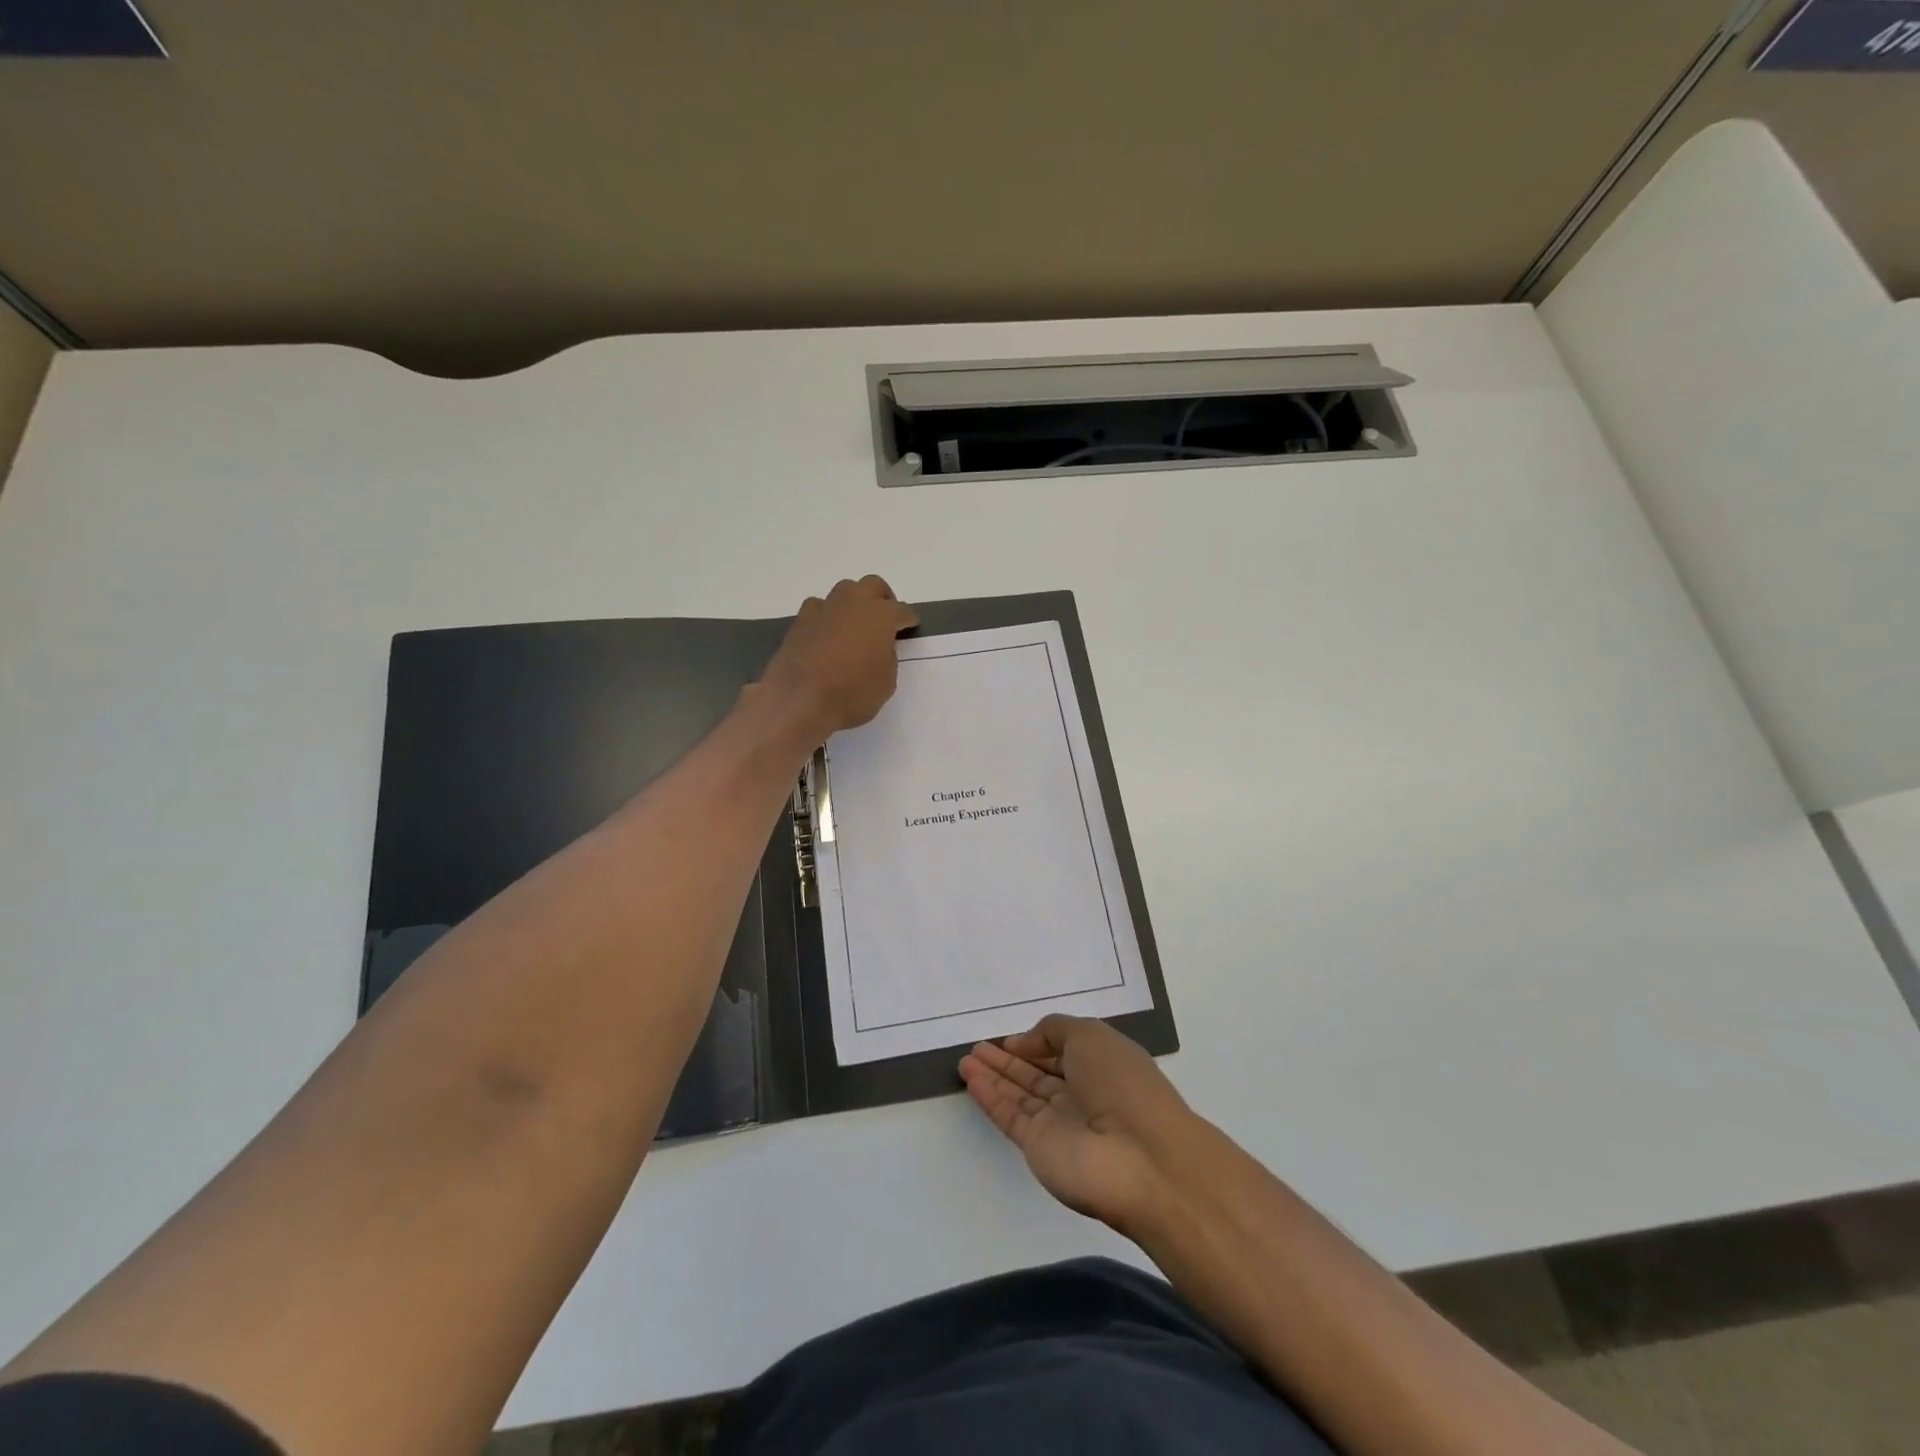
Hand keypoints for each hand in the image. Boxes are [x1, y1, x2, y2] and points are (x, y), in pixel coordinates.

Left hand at [759, 576, 918, 735]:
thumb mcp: (886, 682)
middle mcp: (853, 604)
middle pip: (872, 585)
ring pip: (843, 591)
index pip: (902, 611)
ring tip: (854, 624)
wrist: (800, 699)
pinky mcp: (800, 622)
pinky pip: (817, 608)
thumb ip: (887, 657)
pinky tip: (826, 632)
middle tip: (884, 619)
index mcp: (881, 616)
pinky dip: (826, 616)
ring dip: (853, 603)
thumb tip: (878, 648)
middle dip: (882, 599)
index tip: (910, 626)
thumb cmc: (852, 694)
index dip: (908, 619)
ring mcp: (824, 610)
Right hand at [959, 1015, 1197, 1237]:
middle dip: (1008, 1060)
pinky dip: (989, 1097)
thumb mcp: (1090, 1036)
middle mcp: (1081, 1095)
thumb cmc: (1122, 1083)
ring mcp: (1059, 1124)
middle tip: (977, 1047)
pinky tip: (970, 1078)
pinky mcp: (1039, 1148)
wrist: (1141, 1158)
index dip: (1035, 1044)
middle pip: (1037, 1074)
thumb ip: (1053, 1031)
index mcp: (1101, 1066)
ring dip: (993, 1076)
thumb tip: (1026, 1042)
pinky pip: (1009, 1116)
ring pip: (1020, 1095)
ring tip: (966, 1059)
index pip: (1062, 1053)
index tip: (1007, 1038)